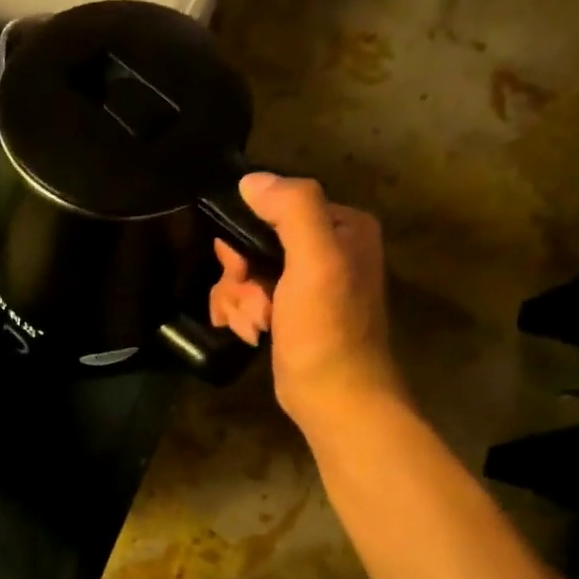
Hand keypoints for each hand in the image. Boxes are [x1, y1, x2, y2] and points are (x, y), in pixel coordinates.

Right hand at [209, 174, 404, 429]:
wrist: (334, 397)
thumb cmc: (327, 330)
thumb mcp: (315, 262)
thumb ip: (292, 210)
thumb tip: (251, 180)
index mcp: (341, 226)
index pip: (272, 208)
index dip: (245, 238)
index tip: (242, 270)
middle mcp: (326, 247)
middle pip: (252, 243)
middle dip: (240, 277)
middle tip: (253, 303)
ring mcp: (305, 281)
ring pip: (244, 273)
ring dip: (237, 300)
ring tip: (254, 325)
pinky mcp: (289, 310)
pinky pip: (248, 296)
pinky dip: (242, 314)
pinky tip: (251, 333)